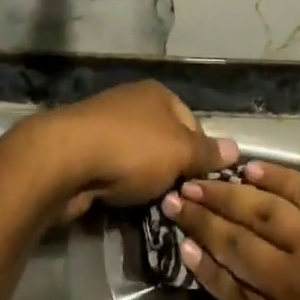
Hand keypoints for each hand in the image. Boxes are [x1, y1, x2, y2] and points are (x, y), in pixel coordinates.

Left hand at [15, 81, 238, 222]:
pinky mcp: (82, 149)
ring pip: (137, 158)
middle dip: (171, 170)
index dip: (200, 154)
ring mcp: (104, 124)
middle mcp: (132, 102)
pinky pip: (112, 170)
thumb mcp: (180, 152)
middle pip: (164, 141)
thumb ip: (207, 153)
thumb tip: (236, 148)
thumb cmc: (131, 150)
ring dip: (143, 181)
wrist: (63, 160)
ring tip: (148, 205)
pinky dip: (117, 185)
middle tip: (176, 198)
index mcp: (158, 94)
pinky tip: (118, 200)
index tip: (200, 183)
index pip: (192, 124)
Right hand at [164, 160, 299, 299]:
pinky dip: (271, 178)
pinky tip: (250, 170)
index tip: (182, 247)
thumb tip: (266, 296)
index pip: (234, 293)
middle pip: (236, 244)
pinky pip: (297, 190)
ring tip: (199, 180)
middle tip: (174, 200)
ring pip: (259, 210)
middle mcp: (292, 280)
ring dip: (225, 194)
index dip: (204, 268)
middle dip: (202, 222)